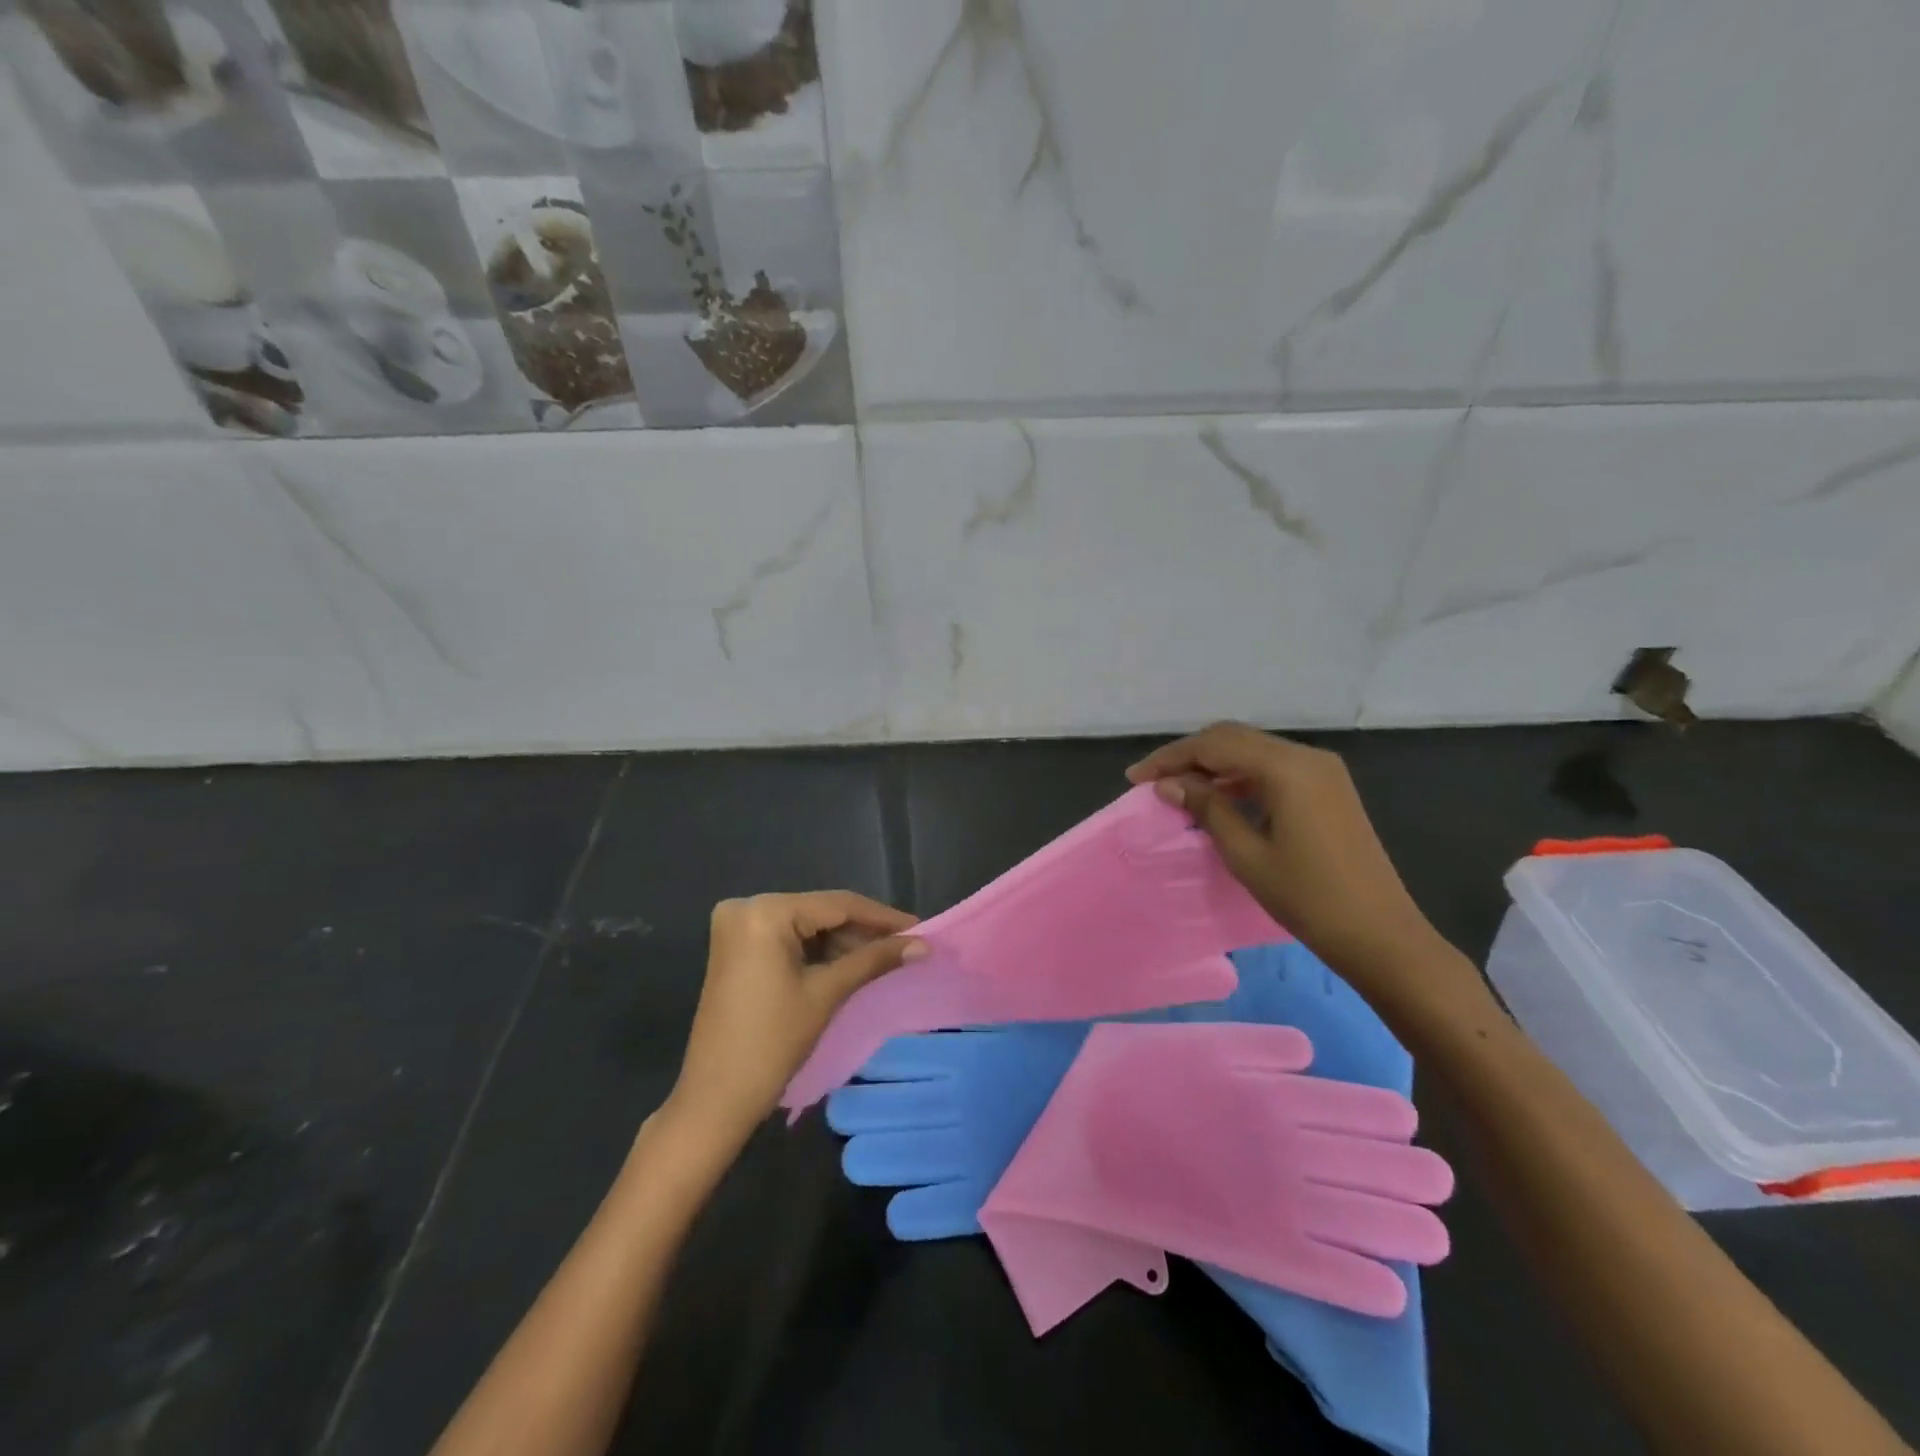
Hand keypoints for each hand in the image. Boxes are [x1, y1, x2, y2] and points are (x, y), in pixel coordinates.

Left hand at [665, 892, 924, 1144]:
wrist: (716, 1098)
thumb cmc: (773, 1042)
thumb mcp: (827, 993)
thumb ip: (874, 960)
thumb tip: (922, 945)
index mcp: (765, 911)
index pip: (837, 904)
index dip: (882, 917)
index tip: (920, 928)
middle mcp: (747, 907)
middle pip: (821, 912)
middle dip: (864, 930)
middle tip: (906, 945)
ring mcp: (738, 928)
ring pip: (807, 925)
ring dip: (844, 941)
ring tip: (887, 956)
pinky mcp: (737, 948)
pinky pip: (788, 939)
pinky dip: (819, 951)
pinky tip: (852, 962)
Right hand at [1127, 724, 1447, 1003]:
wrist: (1381, 935)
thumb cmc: (1308, 898)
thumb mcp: (1247, 855)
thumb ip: (1207, 809)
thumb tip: (1169, 784)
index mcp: (1287, 768)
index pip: (1215, 745)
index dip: (1170, 758)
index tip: (1135, 778)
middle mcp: (1306, 757)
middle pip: (1234, 739)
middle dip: (1189, 756)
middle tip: (1152, 782)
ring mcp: (1322, 771)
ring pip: (1253, 751)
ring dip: (1213, 765)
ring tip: (1177, 790)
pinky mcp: (1328, 789)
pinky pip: (1273, 769)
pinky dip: (1240, 777)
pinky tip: (1218, 798)